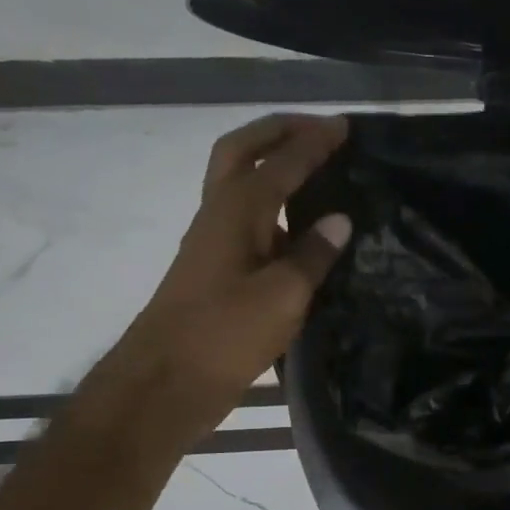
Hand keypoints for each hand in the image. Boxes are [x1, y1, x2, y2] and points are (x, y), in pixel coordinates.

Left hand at [122, 113, 351, 428]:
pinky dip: (274, 203)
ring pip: (240, 181)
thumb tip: (340, 219)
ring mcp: (214, 240)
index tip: (345, 126)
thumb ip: (313, 255)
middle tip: (318, 130)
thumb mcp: (282, 296)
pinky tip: (303, 226)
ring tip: (315, 166)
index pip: (282, 162)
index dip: (314, 142)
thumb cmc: (224, 335)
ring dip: (272, 162)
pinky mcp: (216, 267)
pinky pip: (248, 216)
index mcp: (238, 211)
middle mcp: (220, 214)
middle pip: (242, 152)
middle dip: (279, 132)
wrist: (164, 383)